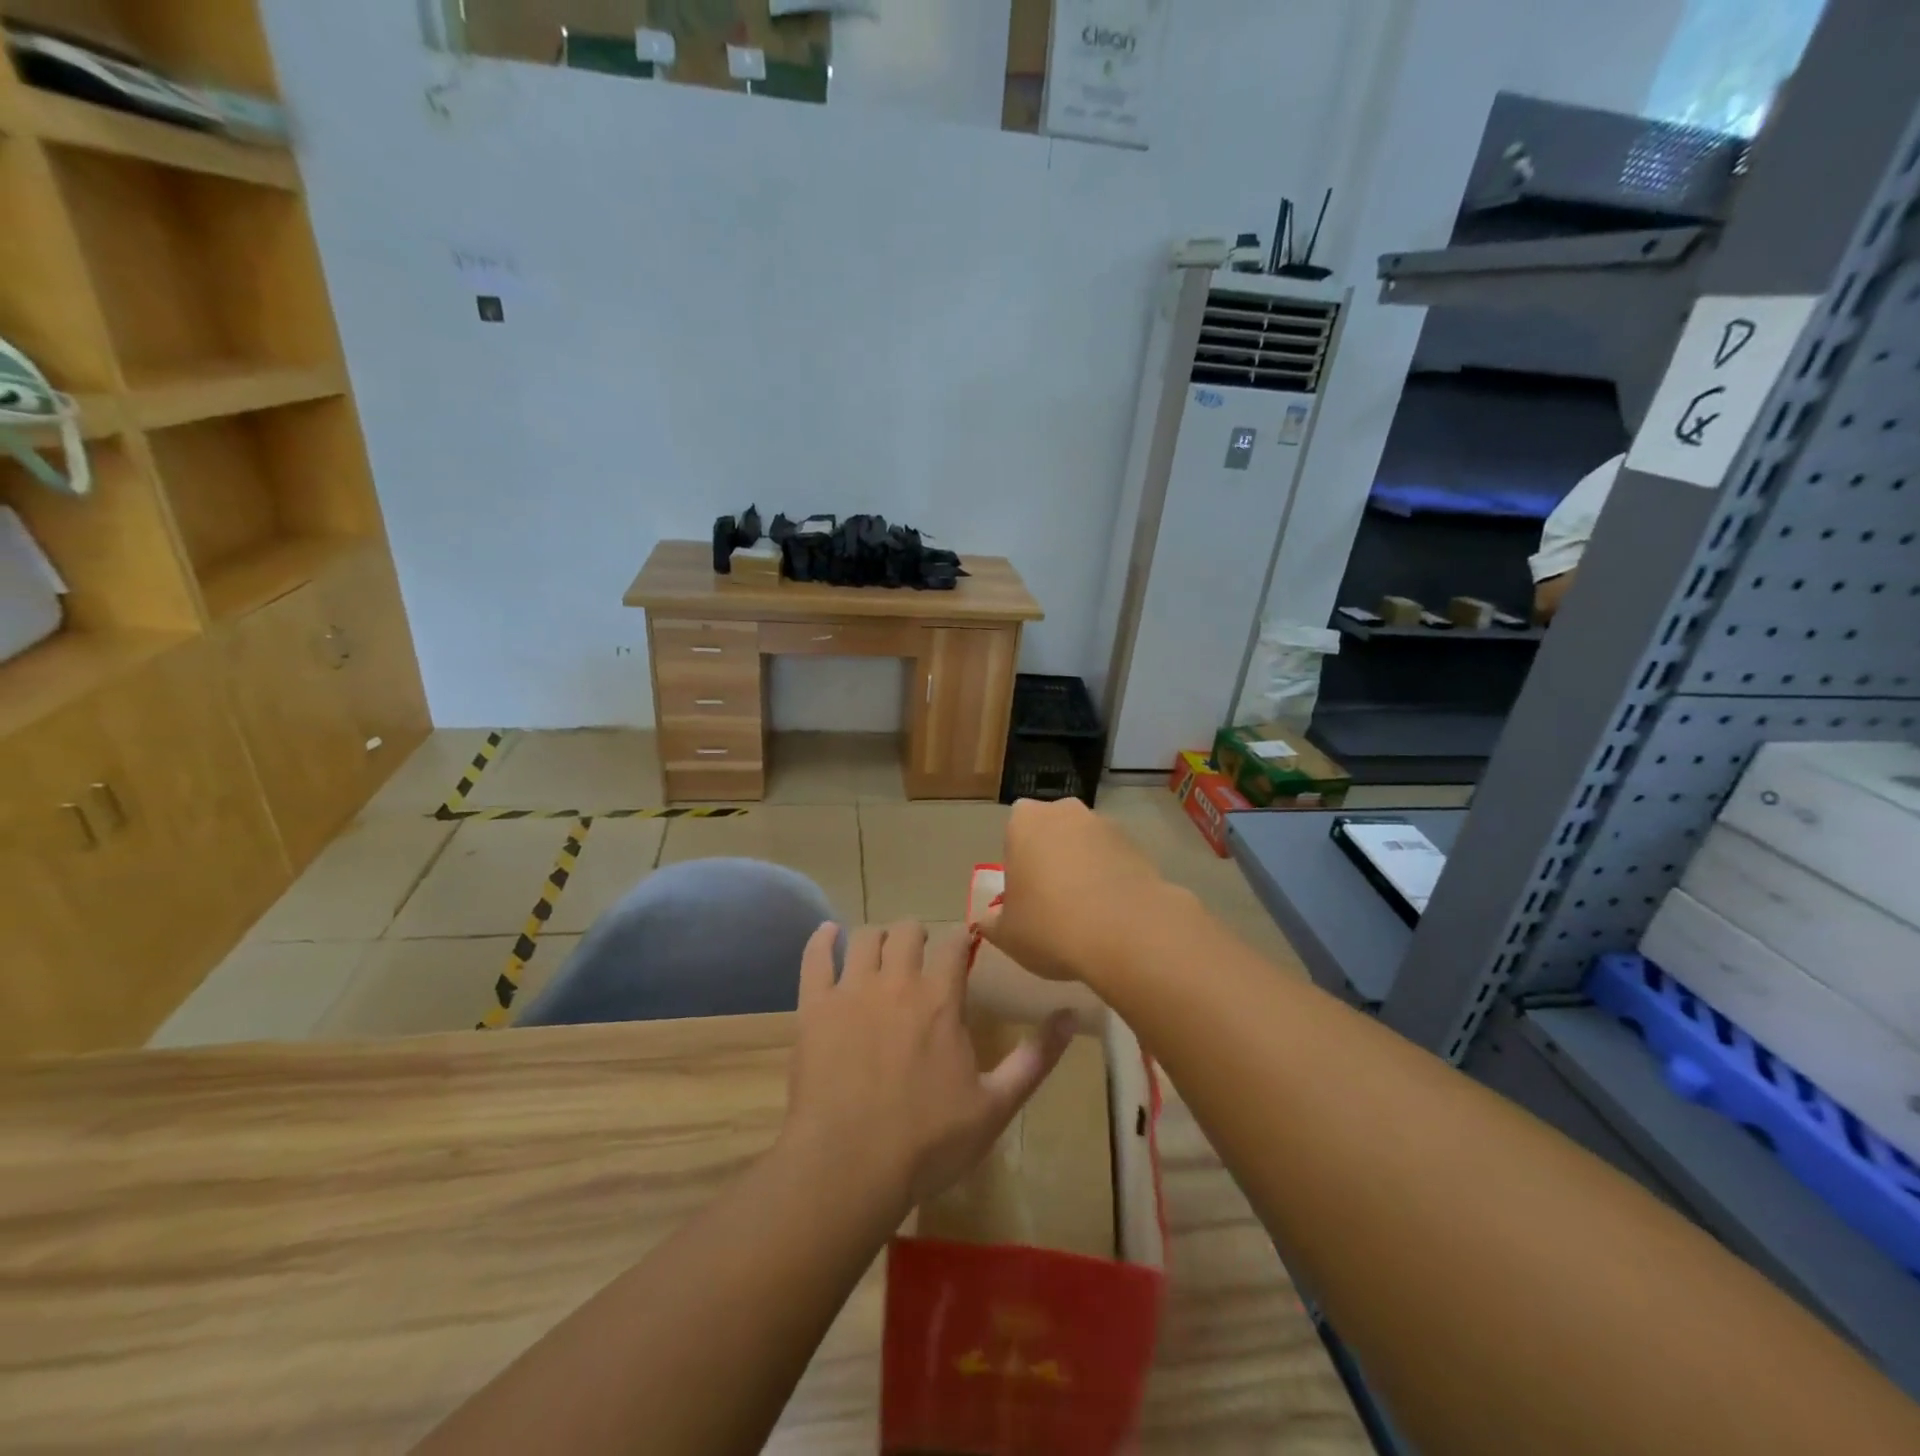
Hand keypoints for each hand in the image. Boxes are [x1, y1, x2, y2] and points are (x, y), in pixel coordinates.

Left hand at [781, 921, 1074, 1219]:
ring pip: (864, 938)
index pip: (953, 944)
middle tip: (920, 952)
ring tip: (881, 950)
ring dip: (876, 938)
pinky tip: (827, 934)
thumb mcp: (995, 1106)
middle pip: (906, 931)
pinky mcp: (814, 1007)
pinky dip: (822, 940)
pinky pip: (815, 958)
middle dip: (916, 934)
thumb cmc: (927, 1141)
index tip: (963, 945)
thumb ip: (1035, 1058)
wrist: (848, 1167)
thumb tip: (1073, 1015)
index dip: (960, 939)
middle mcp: (896, 981)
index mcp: (940, 999)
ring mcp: (851, 991)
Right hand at [979, 797, 1171, 984]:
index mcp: (1025, 821)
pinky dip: (1111, 879)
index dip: (1018, 862)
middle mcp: (1066, 812)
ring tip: (1087, 913)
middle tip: (1051, 901)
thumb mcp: (1006, 934)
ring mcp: (1106, 825)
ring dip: (1084, 867)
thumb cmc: (1050, 925)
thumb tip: (990, 918)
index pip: (1014, 830)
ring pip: (1086, 844)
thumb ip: (992, 920)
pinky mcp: (1138, 846)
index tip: (1023, 893)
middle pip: (1052, 831)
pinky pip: (1114, 860)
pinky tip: (1112, 914)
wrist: (1127, 933)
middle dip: (1051, 857)